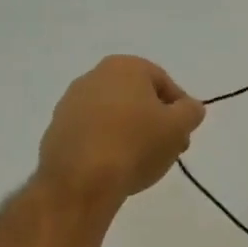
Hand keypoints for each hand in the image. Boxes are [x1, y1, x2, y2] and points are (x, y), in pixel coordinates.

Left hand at [38, 56, 206, 205]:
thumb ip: (191, 112)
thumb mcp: (178, 127)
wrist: (81, 180)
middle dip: (155, 122)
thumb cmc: (136, 144)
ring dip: (130, 134)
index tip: (184, 135)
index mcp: (125, 67)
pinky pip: (92, 134)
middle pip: (137, 98)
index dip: (180, 110)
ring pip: (113, 116)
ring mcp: (70, 104)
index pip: (164, 83)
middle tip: (167, 150)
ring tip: (141, 163)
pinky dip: (106, 146)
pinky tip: (114, 167)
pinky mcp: (56, 130)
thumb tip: (190, 107)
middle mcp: (93, 76)